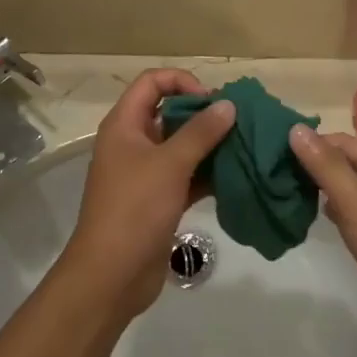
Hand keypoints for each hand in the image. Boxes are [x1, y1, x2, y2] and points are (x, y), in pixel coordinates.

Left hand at [63, 69, 235, 318]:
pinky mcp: (158, 200)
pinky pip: (186, 176)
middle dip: (203, 114)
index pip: (152, 82)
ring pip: (181, 146)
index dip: (182, 81)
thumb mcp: (169, 164)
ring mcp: (145, 174)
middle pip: (169, 112)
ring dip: (210, 145)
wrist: (111, 275)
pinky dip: (208, 173)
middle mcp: (133, 143)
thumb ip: (201, 132)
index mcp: (124, 125)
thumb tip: (228, 104)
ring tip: (244, 146)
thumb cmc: (135, 209)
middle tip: (238, 122)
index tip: (212, 100)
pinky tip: (236, 176)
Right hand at [288, 125, 356, 354]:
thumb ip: (325, 165)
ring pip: (345, 189)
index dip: (312, 141)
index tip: (276, 150)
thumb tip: (296, 128)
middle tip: (275, 171)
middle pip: (344, 163)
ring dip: (318, 186)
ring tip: (286, 191)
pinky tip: (312, 217)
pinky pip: (349, 214)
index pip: (342, 141)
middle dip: (312, 163)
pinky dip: (330, 210)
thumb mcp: (354, 200)